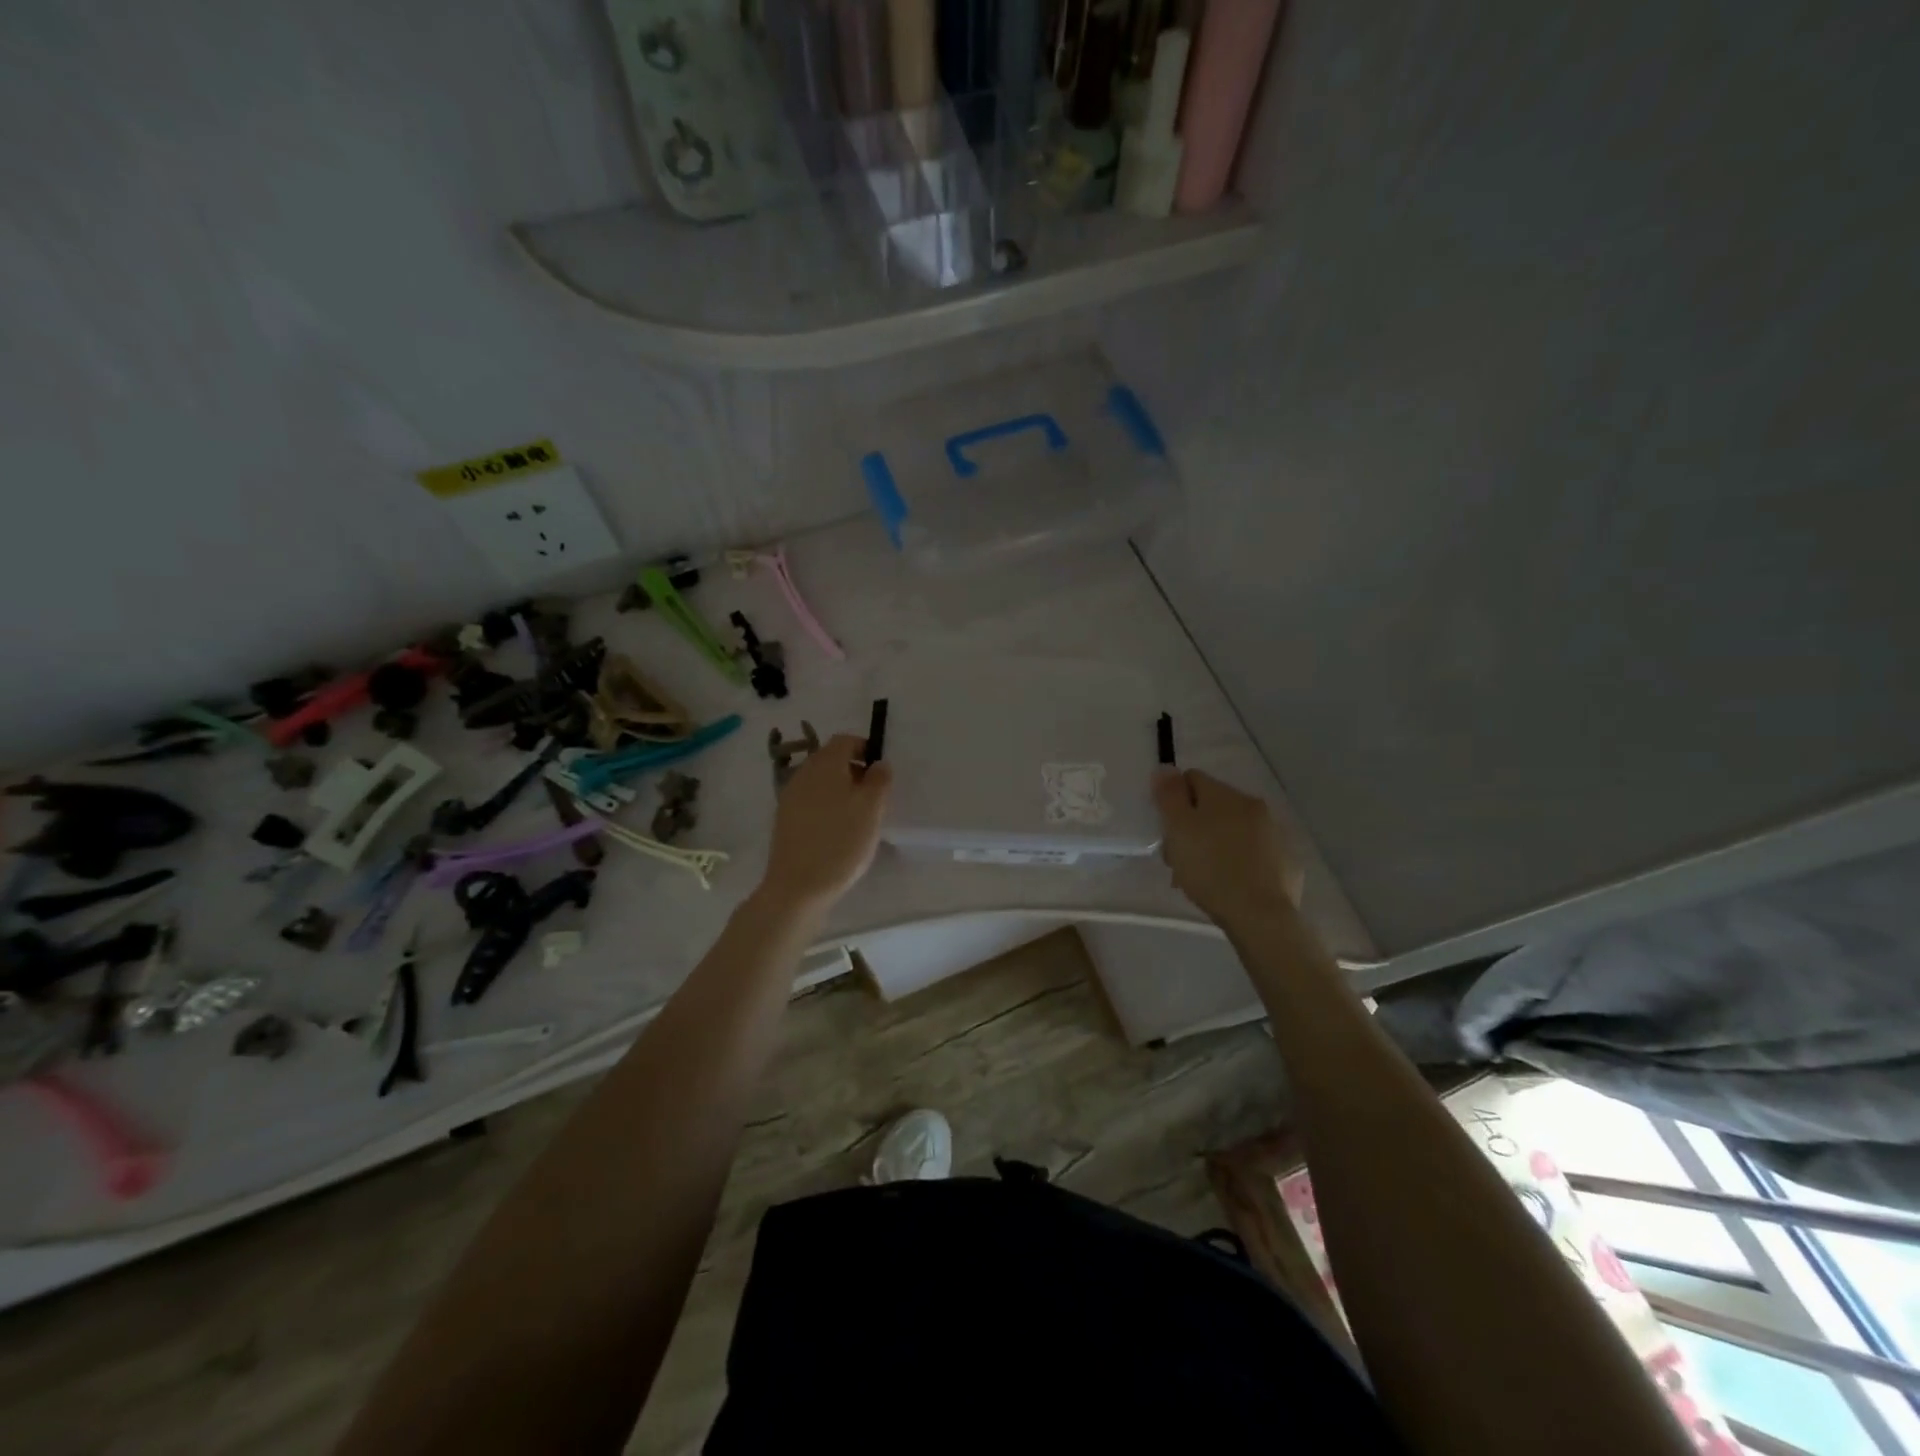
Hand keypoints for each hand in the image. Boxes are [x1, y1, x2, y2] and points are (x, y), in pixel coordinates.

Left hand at [757, 734, 892, 915]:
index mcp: (825, 764)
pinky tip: (837, 831)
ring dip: (840, 789)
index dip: (865, 749)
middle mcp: (803, 773)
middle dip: (853, 770)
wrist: (797, 886)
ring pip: (820, 781)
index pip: (845, 740)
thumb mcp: (871, 809)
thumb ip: (879, 780)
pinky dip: (826, 806)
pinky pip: (810, 801)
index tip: (881, 772)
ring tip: (858, 816)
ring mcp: (790, 796)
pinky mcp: (784, 819)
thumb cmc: (841, 842)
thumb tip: (879, 763)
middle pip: (830, 759)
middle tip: (873, 796)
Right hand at [1152, 769, 1302, 927]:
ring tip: (1201, 879)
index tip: (1167, 831)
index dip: (1173, 801)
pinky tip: (1229, 886)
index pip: (1192, 779)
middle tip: (1179, 860)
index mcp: (1226, 795)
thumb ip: (1169, 795)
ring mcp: (1275, 834)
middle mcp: (1254, 807)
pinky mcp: (1287, 863)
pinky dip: (1239, 863)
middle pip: (1213, 807)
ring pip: (1233, 831)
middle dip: (1193, 828)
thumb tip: (1165, 767)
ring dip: (1214, 846)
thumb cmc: (1210, 868)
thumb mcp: (1178, 829)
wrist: (1260, 916)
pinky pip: (1254, 854)